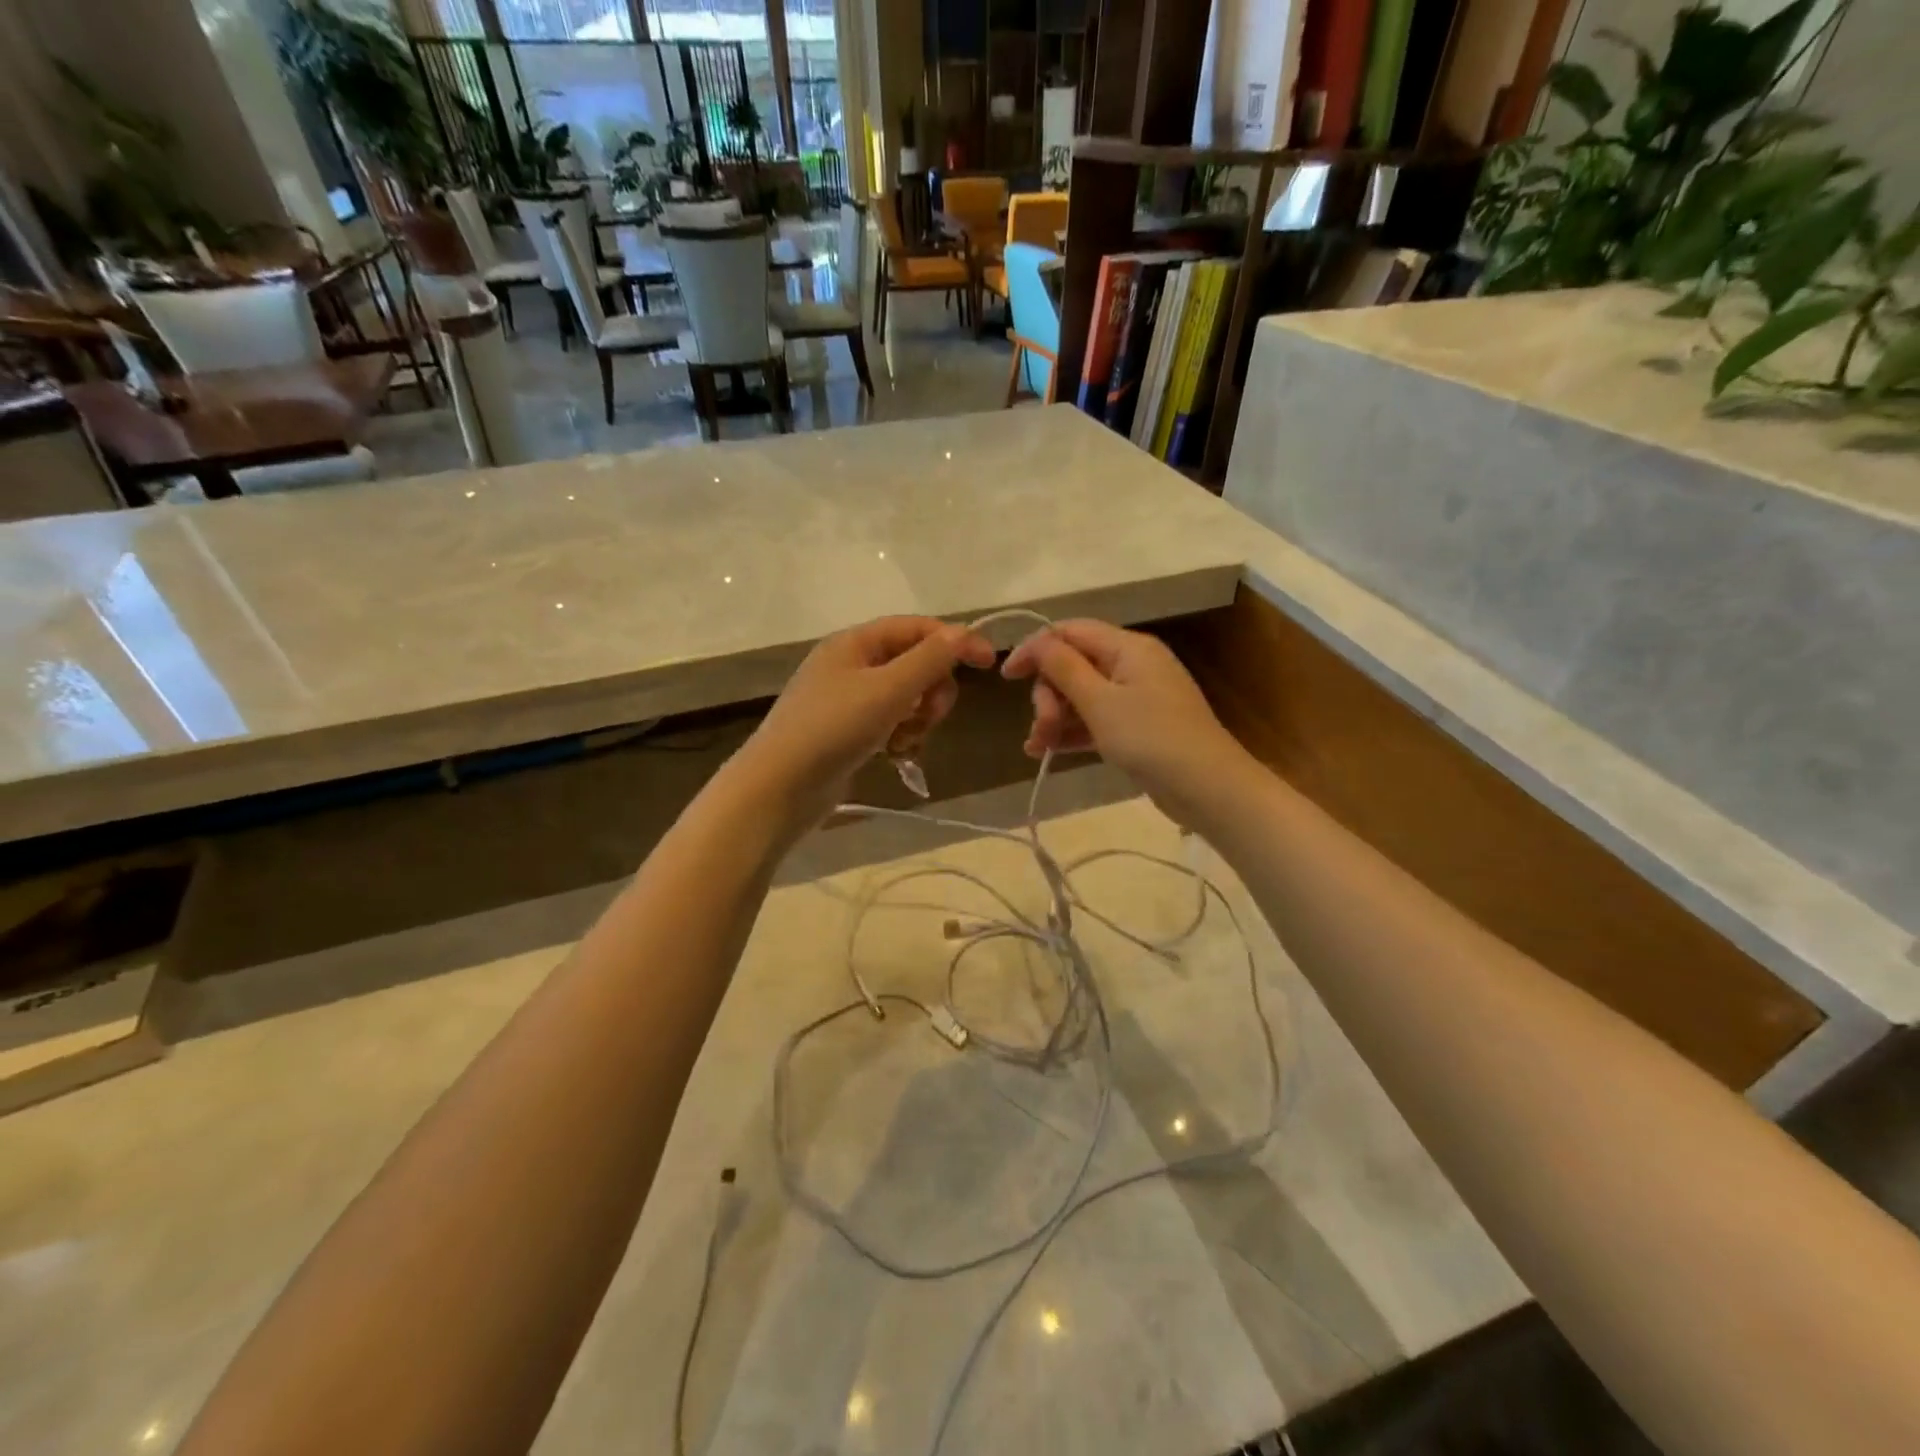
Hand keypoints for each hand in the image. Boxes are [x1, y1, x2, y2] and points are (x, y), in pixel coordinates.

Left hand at [734, 616, 995, 827]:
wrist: (780, 787)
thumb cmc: (833, 729)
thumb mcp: (888, 689)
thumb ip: (930, 659)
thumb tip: (964, 632)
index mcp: (855, 642)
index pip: (917, 627)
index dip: (955, 641)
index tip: (988, 665)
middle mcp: (851, 663)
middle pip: (915, 662)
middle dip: (933, 688)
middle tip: (930, 714)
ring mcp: (848, 698)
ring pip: (906, 695)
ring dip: (919, 716)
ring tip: (907, 739)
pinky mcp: (848, 730)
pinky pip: (890, 721)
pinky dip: (901, 734)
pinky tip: (896, 753)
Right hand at [1002, 619, 1253, 826]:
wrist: (1207, 788)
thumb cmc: (1151, 739)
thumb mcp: (1100, 702)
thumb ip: (1064, 668)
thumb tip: (1037, 641)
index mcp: (1127, 647)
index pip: (1070, 632)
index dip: (1035, 649)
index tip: (1007, 677)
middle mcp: (1132, 665)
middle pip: (1074, 665)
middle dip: (1049, 694)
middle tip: (1041, 727)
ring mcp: (1136, 697)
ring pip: (1081, 695)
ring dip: (1055, 717)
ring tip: (1036, 747)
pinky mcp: (1137, 727)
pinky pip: (1095, 719)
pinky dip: (1072, 732)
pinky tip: (1046, 752)